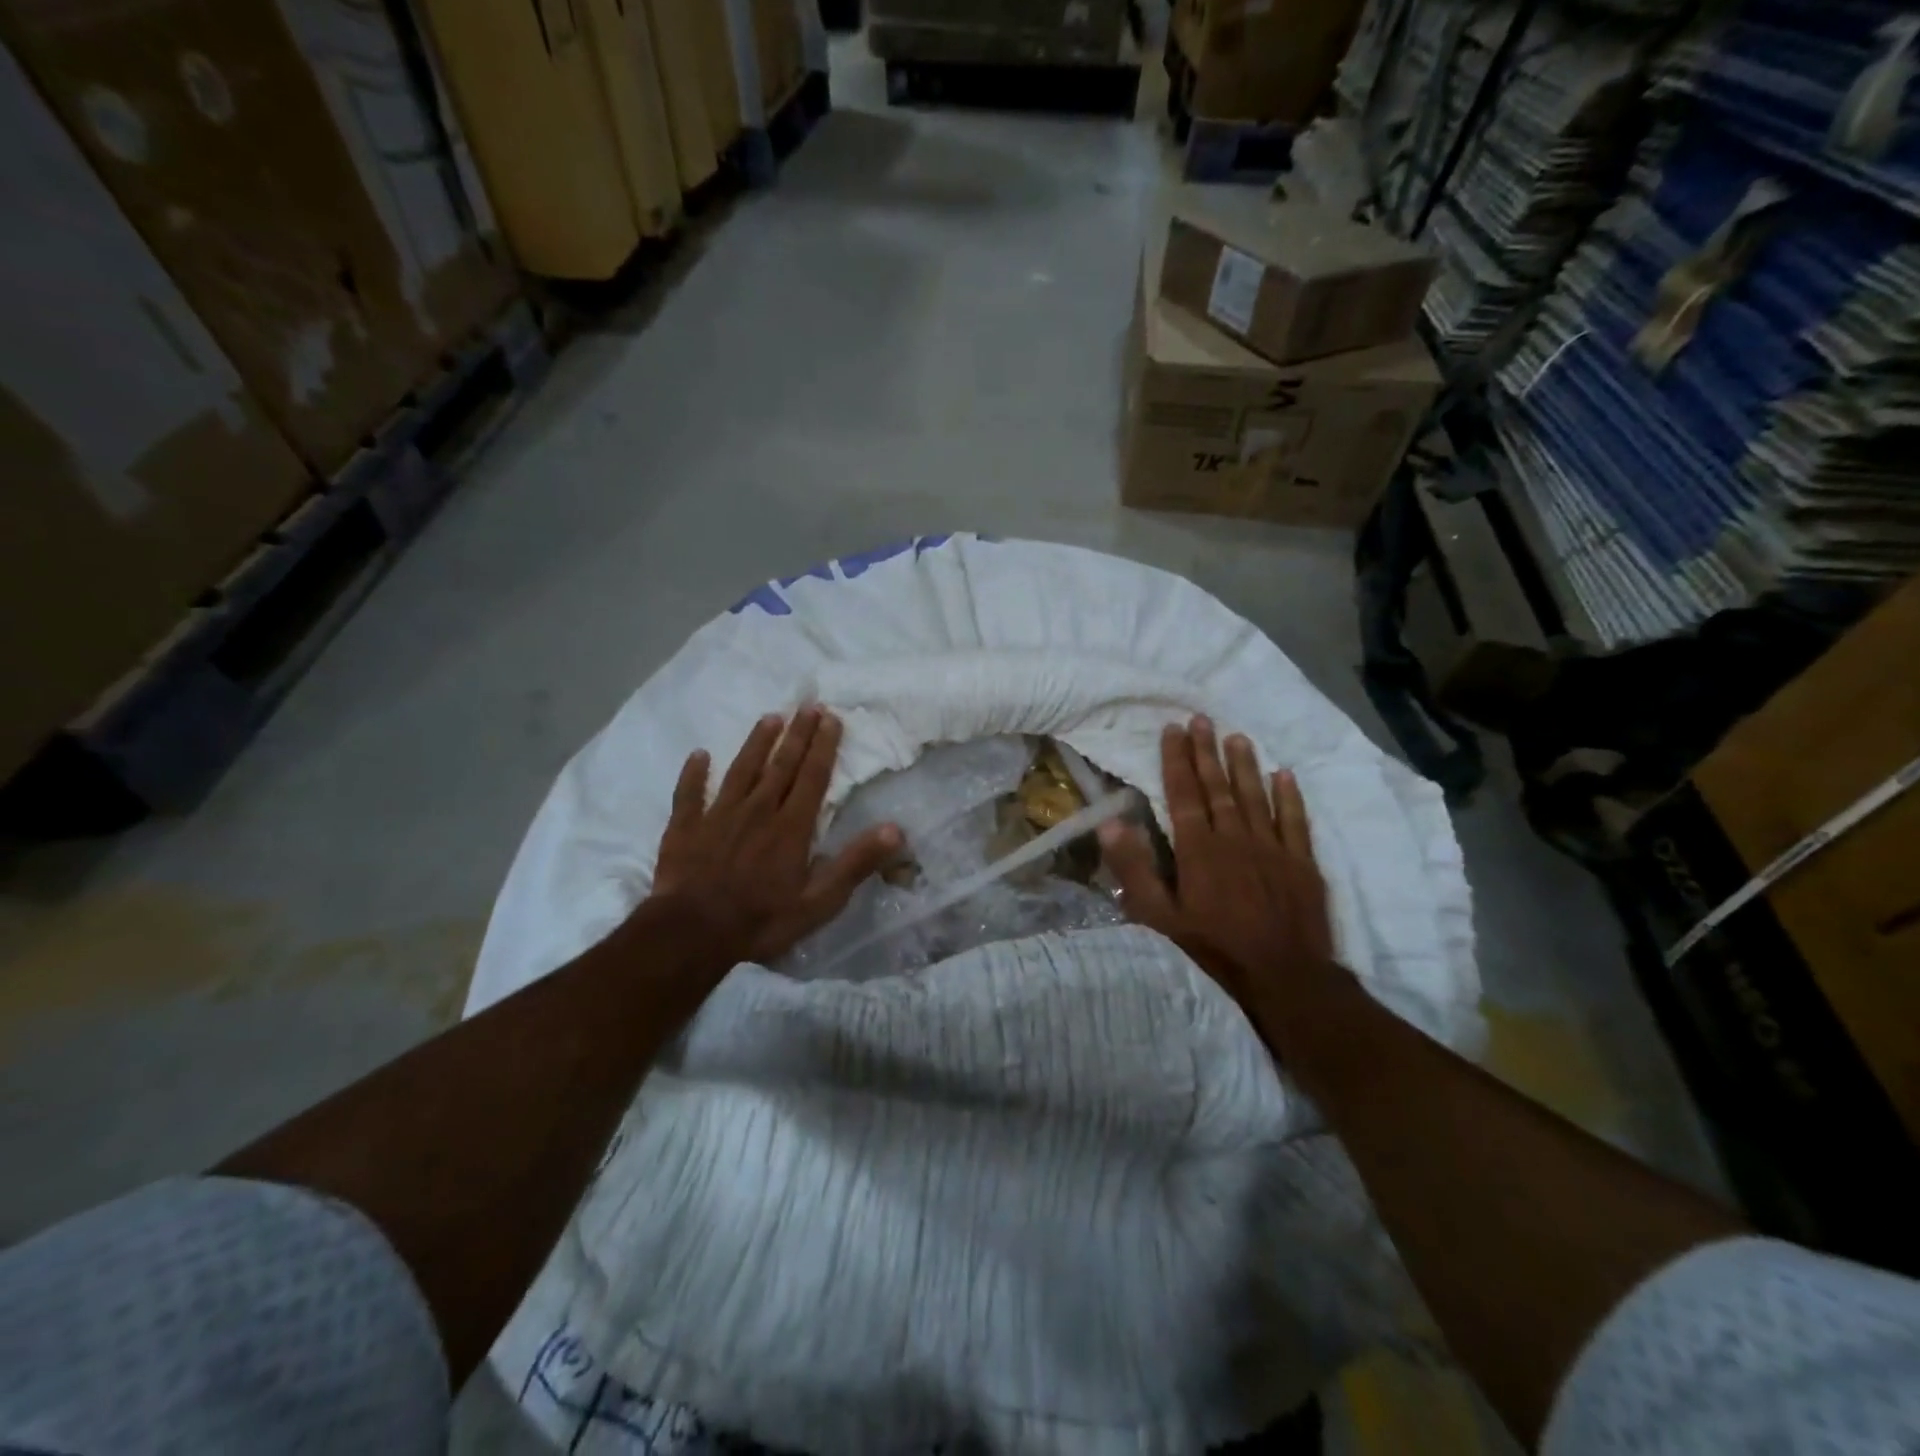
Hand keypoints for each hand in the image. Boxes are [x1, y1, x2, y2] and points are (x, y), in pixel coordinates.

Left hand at [650, 706, 900, 967]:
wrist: (692, 934)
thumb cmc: (761, 920)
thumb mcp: (820, 901)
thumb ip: (856, 863)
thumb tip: (895, 829)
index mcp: (791, 826)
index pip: (812, 777)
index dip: (824, 746)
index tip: (831, 717)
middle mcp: (757, 811)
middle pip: (780, 765)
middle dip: (797, 734)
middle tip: (808, 705)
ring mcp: (718, 816)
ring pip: (741, 770)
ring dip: (756, 743)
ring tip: (770, 717)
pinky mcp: (685, 829)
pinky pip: (689, 794)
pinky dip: (694, 774)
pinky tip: (698, 756)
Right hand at [1099, 716, 1341, 1050]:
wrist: (1286, 982)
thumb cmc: (1213, 953)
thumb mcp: (1158, 919)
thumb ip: (1135, 869)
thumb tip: (1110, 822)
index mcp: (1199, 850)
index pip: (1184, 794)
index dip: (1176, 760)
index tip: (1173, 729)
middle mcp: (1236, 839)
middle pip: (1218, 787)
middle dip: (1207, 751)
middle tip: (1202, 719)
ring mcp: (1273, 850)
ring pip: (1256, 797)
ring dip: (1245, 766)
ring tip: (1237, 736)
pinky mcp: (1302, 866)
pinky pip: (1296, 822)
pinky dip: (1290, 797)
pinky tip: (1284, 775)